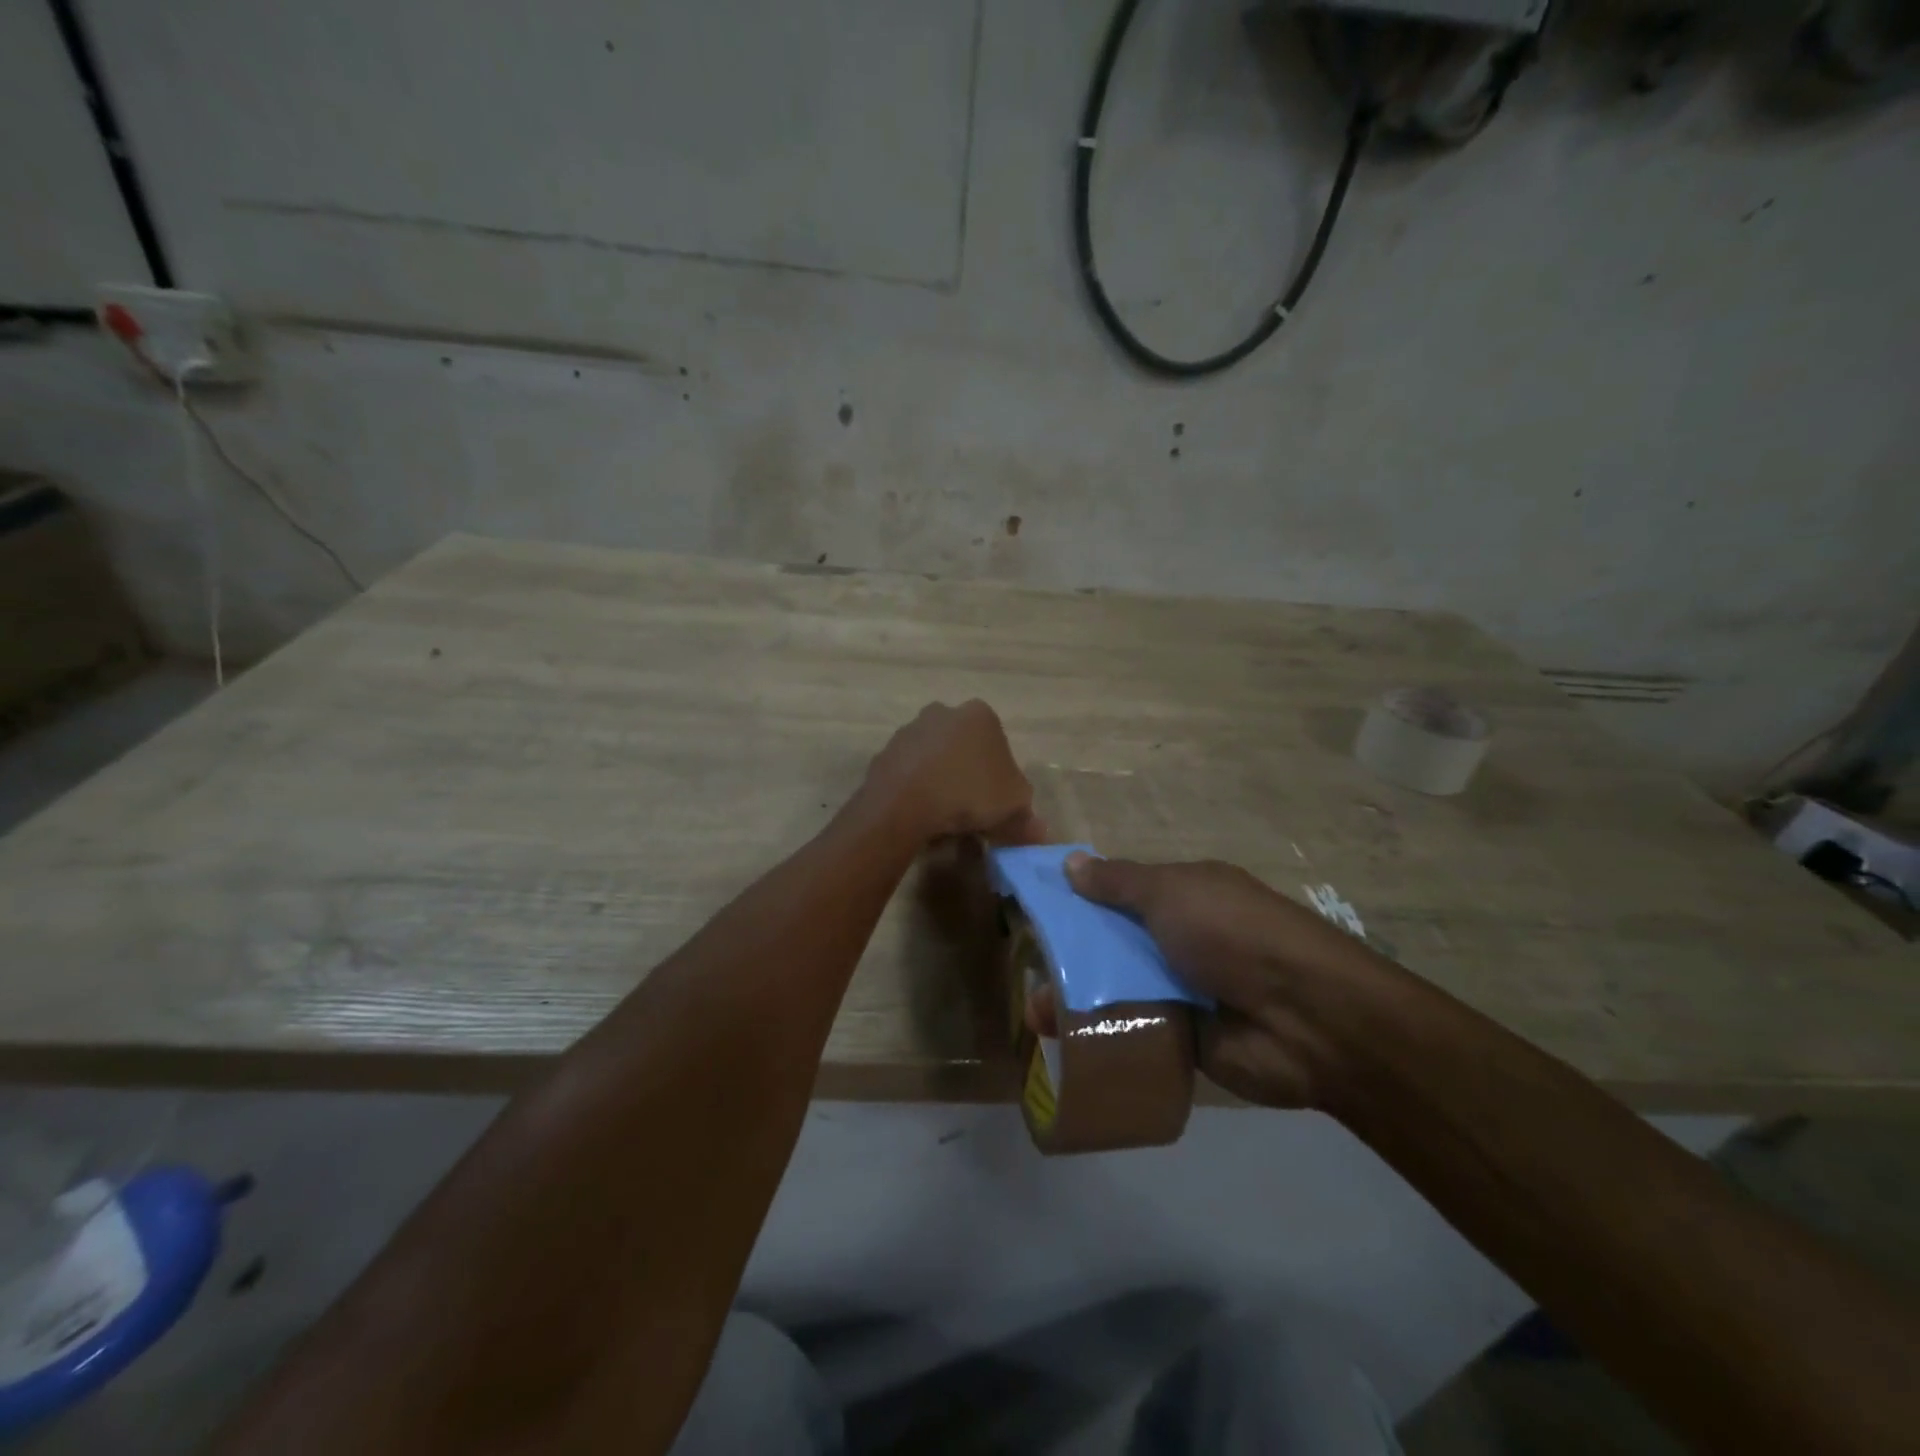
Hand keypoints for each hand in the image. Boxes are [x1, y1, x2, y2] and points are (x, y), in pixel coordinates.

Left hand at [861, 700, 1048, 846]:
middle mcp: (943, 713)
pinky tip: (920, 814)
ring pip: (934, 758)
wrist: (902, 804)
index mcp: (980, 715)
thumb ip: (1028, 816)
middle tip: (972, 810)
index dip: (1001, 777)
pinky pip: (908, 773)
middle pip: (964, 747)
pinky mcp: (884, 753)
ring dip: (940, 779)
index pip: (999, 744)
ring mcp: (909, 730)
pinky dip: (915, 789)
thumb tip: (1038, 831)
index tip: (997, 804)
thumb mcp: (1013, 807)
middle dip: (968, 774)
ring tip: (944, 816)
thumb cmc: (968, 794)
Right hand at [1048, 856, 1378, 1109]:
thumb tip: (1070, 862)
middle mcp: (1180, 939)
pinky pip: (1134, 1032)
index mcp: (1183, 896)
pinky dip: (1103, 1037)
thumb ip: (1119, 882)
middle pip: (1112, 945)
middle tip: (1027, 975)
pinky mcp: (1184, 1039)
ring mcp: (1183, 990)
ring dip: (1078, 1001)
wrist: (1306, 1019)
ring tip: (1036, 1018)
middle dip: (1069, 958)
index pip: (1118, 894)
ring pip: (1118, 990)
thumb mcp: (1172, 893)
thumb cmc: (1233, 934)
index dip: (1079, 901)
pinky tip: (1062, 1046)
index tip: (1036, 915)